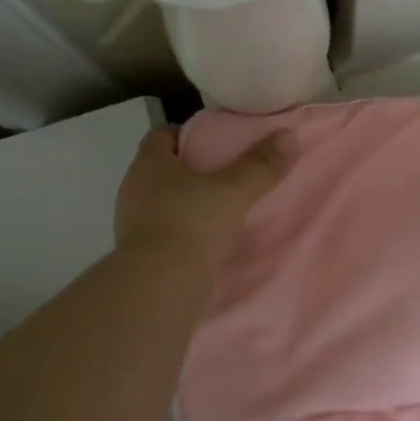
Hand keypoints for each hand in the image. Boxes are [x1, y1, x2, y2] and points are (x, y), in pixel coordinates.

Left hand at [114, 126, 288, 265]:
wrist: (160, 286)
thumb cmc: (192, 223)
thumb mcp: (234, 190)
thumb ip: (260, 164)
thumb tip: (289, 136)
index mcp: (149, 164)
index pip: (161, 136)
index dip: (185, 134)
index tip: (211, 140)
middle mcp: (133, 189)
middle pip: (161, 169)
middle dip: (189, 170)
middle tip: (222, 173)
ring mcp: (131, 224)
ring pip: (160, 202)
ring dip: (184, 203)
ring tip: (217, 209)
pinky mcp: (136, 254)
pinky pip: (161, 232)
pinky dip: (181, 232)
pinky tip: (205, 241)